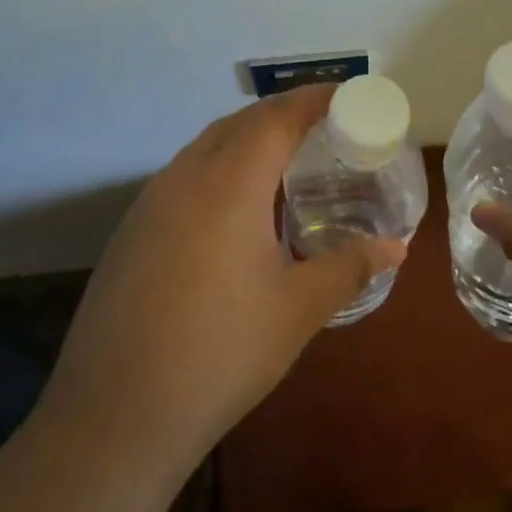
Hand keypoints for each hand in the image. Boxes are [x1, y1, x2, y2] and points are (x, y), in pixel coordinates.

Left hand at [43, 85, 404, 467]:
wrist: (115, 416)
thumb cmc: (221, 352)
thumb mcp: (298, 309)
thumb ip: (350, 266)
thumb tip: (396, 247)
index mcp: (229, 183)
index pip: (277, 116)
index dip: (314, 98)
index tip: (346, 94)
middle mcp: (185, 177)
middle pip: (239, 122)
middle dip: (283, 114)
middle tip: (324, 128)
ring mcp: (150, 203)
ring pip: (206, 146)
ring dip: (247, 140)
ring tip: (285, 164)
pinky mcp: (131, 232)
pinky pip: (184, 176)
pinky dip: (219, 169)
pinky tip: (234, 212)